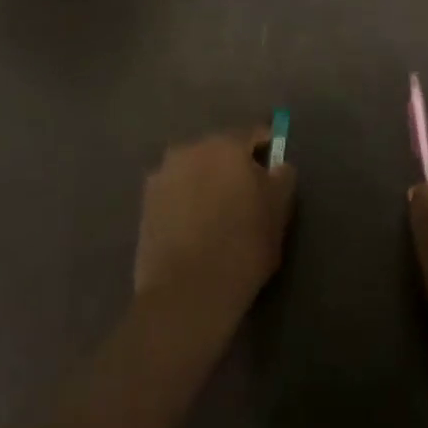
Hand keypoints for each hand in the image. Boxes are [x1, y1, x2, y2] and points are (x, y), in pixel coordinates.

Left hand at [134, 129, 295, 327]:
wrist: (186, 292)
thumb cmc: (242, 247)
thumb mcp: (278, 212)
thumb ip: (282, 178)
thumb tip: (277, 166)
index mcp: (225, 145)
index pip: (254, 135)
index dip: (267, 151)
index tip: (273, 173)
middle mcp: (189, 149)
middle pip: (220, 150)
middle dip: (233, 167)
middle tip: (246, 197)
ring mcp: (162, 174)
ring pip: (194, 170)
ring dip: (206, 182)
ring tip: (217, 215)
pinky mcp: (145, 202)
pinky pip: (175, 191)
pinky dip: (185, 200)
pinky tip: (193, 228)